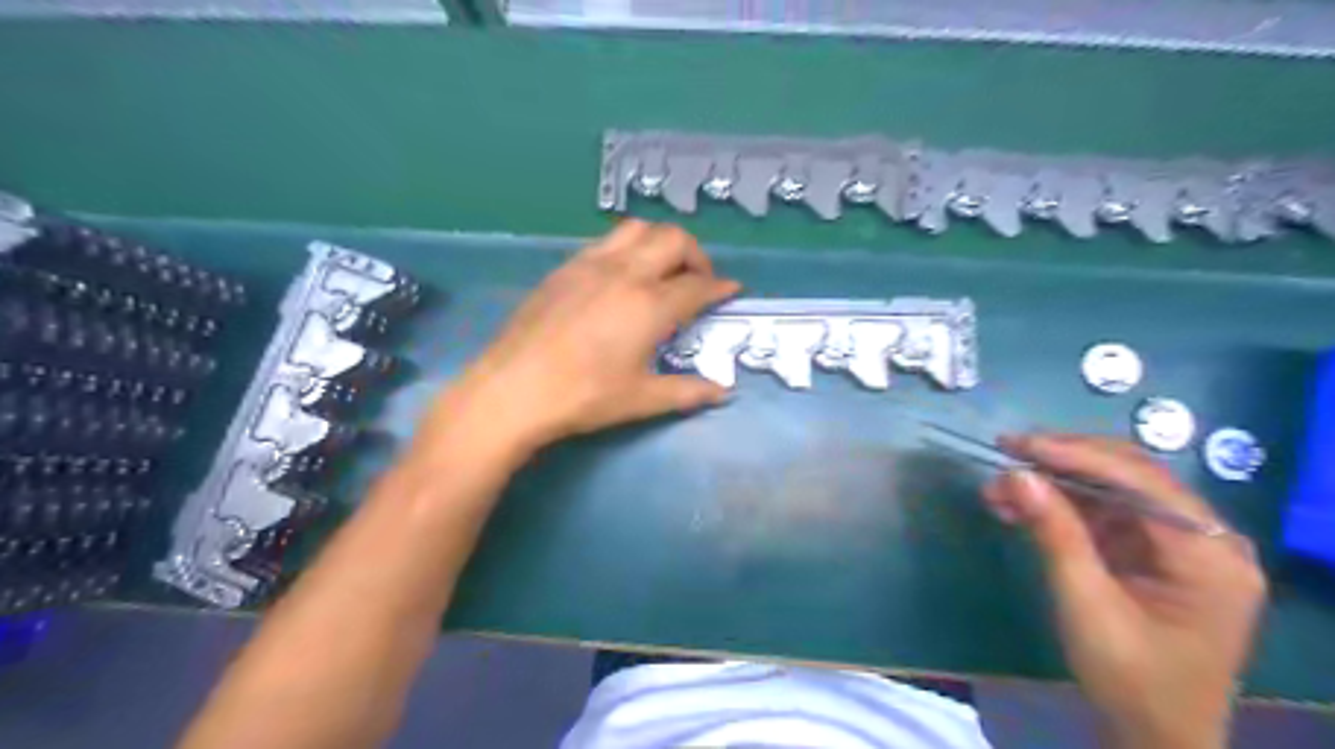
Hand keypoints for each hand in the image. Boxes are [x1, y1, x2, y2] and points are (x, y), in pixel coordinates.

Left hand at [417, 219, 741, 458]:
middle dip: (696, 255)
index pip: (698, 285)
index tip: (732, 290)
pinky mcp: (564, 268)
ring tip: (661, 271)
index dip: (720, 287)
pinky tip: (620, 278)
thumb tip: (723, 393)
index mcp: (651, 305)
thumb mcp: (642, 399)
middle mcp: (626, 273)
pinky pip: (606, 242)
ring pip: (637, 229)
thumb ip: (688, 392)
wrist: (514, 389)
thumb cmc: (584, 397)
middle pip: (673, 240)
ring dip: (660, 242)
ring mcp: (591, 265)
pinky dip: (627, 249)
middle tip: (696, 281)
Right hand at [984, 432, 1263, 748]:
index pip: (1140, 480)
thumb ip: (1054, 533)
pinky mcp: (1154, 553)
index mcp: (1209, 554)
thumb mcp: (1085, 604)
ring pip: (1113, 489)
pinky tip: (1021, 507)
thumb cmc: (1130, 679)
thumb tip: (1016, 473)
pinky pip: (1106, 513)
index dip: (1075, 454)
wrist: (1155, 736)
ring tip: (1000, 488)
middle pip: (1131, 474)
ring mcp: (1182, 545)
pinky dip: (1061, 506)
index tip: (1017, 445)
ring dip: (1055, 483)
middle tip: (1006, 453)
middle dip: (1063, 462)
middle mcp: (1207, 538)